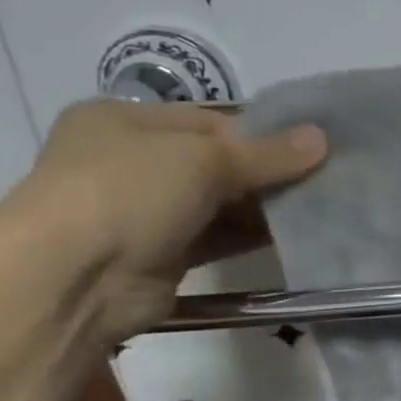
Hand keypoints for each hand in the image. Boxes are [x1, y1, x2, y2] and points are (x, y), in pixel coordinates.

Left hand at [9, 101, 326, 342]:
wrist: (74, 279)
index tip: (313, 144)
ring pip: (221, 201)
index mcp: (124, 121)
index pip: (210, 120)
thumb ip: (268, 153)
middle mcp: (132, 161)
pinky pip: (218, 237)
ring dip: (266, 205)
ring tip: (322, 204)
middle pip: (218, 161)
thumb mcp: (203, 159)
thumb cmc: (128, 193)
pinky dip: (253, 235)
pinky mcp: (163, 254)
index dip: (263, 131)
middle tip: (327, 176)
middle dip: (269, 170)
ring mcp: (145, 211)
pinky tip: (296, 233)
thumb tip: (322, 138)